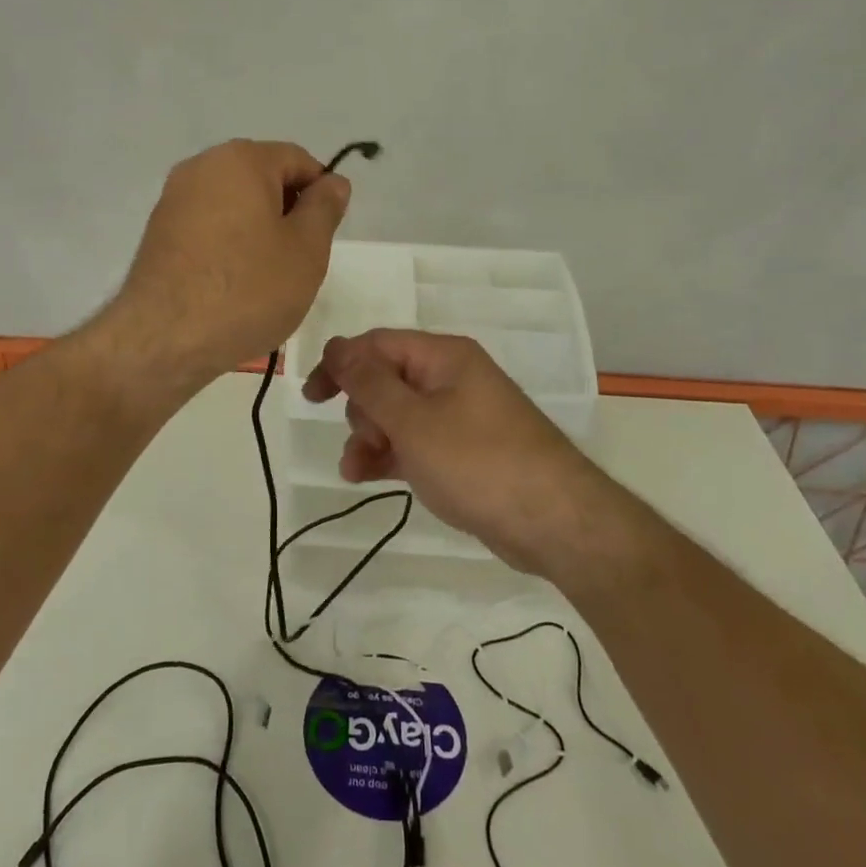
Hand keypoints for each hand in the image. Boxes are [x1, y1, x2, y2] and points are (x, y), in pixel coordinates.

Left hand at [104, 140, 350, 389]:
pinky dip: (228, 245)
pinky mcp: (158, 232)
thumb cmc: (248, 289)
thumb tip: (332, 181)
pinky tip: (233, 285)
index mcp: (241, 159)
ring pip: (235, 205)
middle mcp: (201, 166)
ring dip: (258, 231)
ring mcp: (174, 199)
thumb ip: (325, 208)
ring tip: (266, 278)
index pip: (298, 160)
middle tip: (299, 261)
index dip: (321, 193)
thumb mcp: (306, 249)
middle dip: (288, 213)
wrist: (165, 339)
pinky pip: (208, 226)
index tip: (325, 235)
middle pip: (262, 179)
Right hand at [302, 329, 630, 575]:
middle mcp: (451, 379)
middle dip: (361, 410)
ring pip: (396, 415)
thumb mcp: (413, 420)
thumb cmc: (477, 461)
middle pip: (386, 379)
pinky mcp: (462, 452)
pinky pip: (414, 442)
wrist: (553, 522)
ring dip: (370, 438)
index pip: (377, 344)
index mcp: (443, 357)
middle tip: (365, 442)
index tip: (312, 396)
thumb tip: (336, 346)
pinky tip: (368, 477)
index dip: (340, 364)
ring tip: (356, 471)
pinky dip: (390, 455)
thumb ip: (369, 382)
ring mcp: (459, 416)